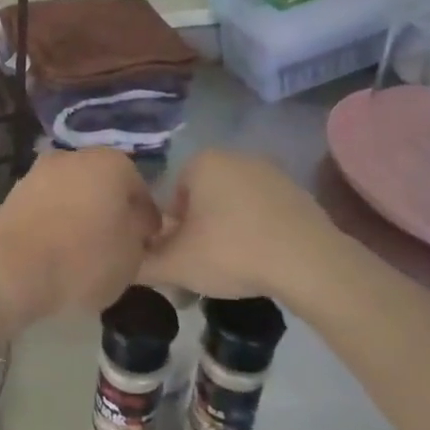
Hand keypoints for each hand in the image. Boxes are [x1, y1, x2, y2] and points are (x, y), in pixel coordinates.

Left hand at [0, 149, 160, 327]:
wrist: (10, 269)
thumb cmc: (83, 259)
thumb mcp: (132, 254)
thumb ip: (140, 231)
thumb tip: (137, 221)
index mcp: (112, 162)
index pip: (139, 189)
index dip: (145, 219)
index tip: (144, 245)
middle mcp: (74, 156)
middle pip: (103, 185)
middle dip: (110, 210)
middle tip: (114, 247)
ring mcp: (40, 171)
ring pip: (73, 193)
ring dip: (80, 214)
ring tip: (82, 253)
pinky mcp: (14, 192)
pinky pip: (47, 206)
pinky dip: (54, 222)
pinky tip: (55, 250)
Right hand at [140, 149, 342, 301]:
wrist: (309, 263)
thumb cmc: (232, 252)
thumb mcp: (175, 264)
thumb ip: (141, 263)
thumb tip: (121, 264)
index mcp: (201, 162)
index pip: (169, 199)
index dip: (170, 234)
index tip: (180, 262)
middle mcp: (234, 157)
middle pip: (201, 202)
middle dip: (198, 235)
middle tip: (202, 271)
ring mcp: (270, 173)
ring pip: (231, 208)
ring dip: (226, 236)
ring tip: (232, 273)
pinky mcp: (297, 193)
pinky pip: (261, 214)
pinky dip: (255, 235)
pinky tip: (261, 264)